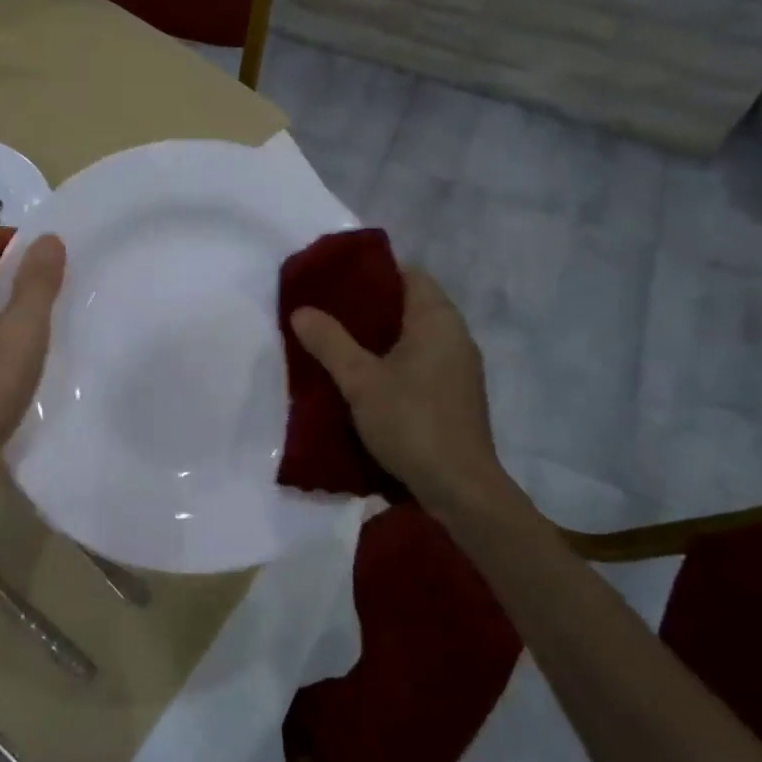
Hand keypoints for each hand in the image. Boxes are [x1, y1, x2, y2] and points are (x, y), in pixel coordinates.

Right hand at [290, 268, 514, 512]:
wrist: (459, 487)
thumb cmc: (411, 422)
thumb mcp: (360, 380)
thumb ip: (330, 342)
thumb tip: (301, 311)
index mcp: (438, 320)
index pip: (409, 274)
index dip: (374, 273)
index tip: (337, 282)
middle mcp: (455, 336)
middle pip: (411, 305)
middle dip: (370, 308)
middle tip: (328, 313)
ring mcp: (459, 368)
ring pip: (415, 337)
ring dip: (381, 339)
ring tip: (339, 344)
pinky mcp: (456, 395)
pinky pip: (421, 363)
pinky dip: (394, 362)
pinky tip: (366, 379)